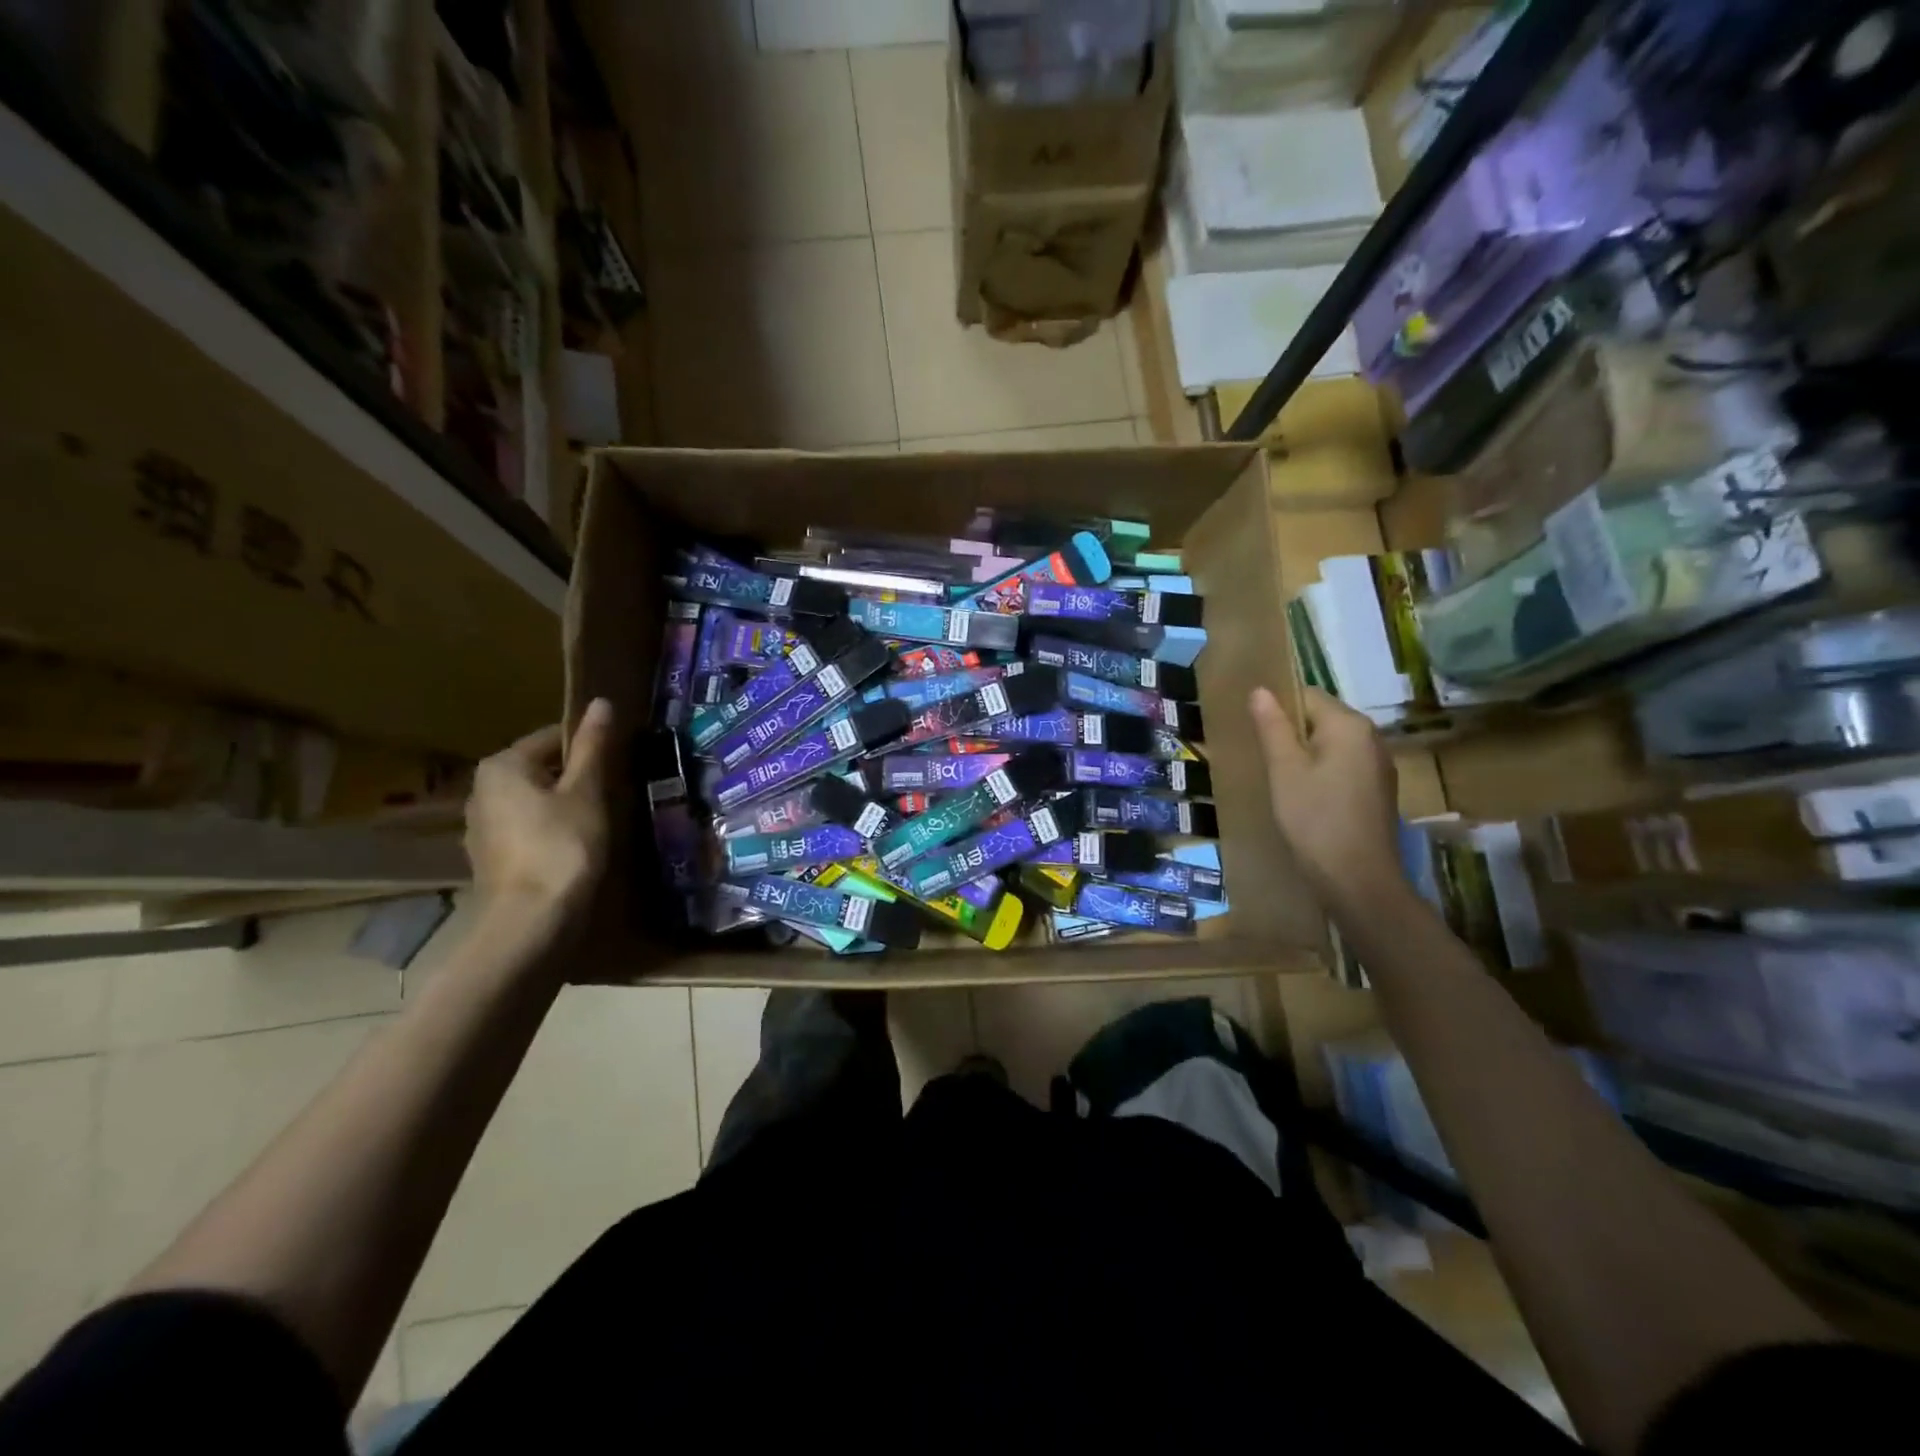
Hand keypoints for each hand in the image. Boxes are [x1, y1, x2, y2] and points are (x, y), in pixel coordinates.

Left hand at [465, 699, 614, 930]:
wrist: (530, 920)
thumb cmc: (562, 845)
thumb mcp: (585, 792)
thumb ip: (592, 747)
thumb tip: (601, 702)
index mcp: (502, 765)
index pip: (552, 737)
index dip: (588, 745)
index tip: (618, 761)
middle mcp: (482, 789)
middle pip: (539, 768)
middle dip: (574, 776)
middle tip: (612, 791)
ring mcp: (481, 826)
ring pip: (532, 799)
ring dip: (562, 803)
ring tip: (597, 819)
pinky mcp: (489, 856)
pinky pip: (525, 827)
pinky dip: (548, 829)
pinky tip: (572, 846)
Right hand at [1248, 686, 1405, 918]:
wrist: (1358, 879)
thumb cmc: (1314, 819)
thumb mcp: (1284, 770)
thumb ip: (1273, 727)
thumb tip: (1260, 690)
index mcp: (1349, 725)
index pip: (1307, 696)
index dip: (1277, 709)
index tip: (1255, 734)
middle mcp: (1371, 737)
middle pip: (1322, 718)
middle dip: (1291, 733)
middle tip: (1263, 758)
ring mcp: (1379, 764)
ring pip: (1332, 744)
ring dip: (1305, 754)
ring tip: (1279, 778)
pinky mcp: (1378, 789)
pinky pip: (1343, 765)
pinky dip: (1322, 771)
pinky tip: (1305, 796)